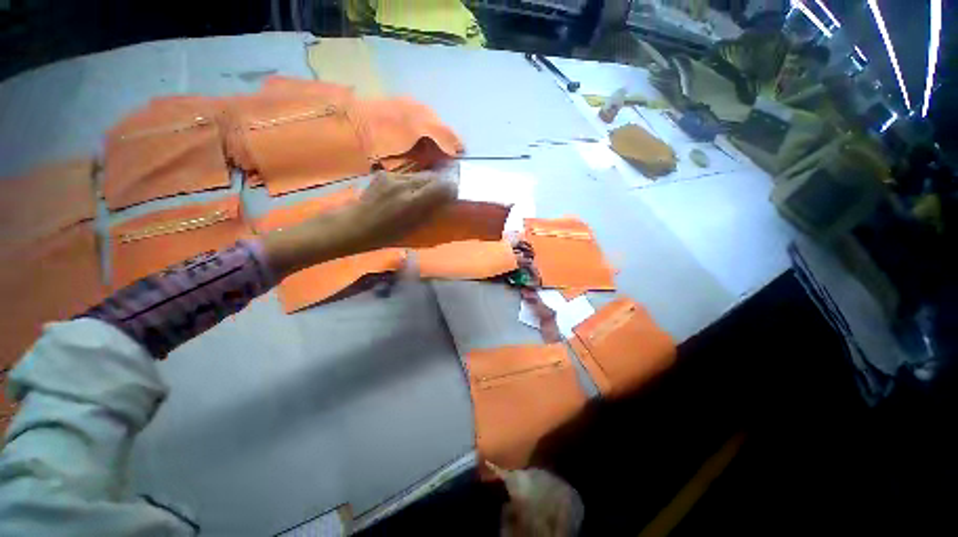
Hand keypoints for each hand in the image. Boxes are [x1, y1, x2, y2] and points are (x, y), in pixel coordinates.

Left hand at [262, 171, 455, 278]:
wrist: (352, 226)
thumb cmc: (384, 235)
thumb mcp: (412, 229)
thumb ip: (430, 211)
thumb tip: (445, 199)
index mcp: (411, 201)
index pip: (441, 186)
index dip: (451, 188)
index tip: (455, 193)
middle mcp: (403, 184)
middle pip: (431, 177)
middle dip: (440, 183)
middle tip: (444, 193)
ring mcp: (392, 177)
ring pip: (419, 174)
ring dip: (426, 182)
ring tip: (425, 193)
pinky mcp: (383, 174)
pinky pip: (406, 175)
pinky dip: (413, 182)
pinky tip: (407, 192)